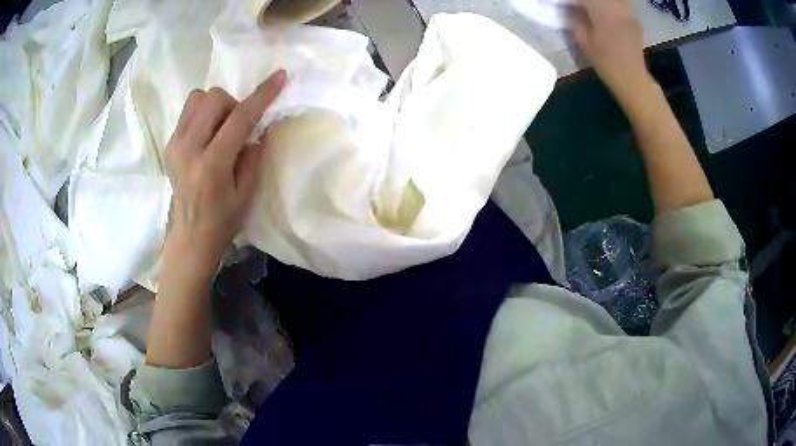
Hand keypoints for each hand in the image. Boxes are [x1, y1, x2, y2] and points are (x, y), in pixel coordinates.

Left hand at [165, 70, 286, 271]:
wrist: (191, 236)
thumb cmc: (223, 219)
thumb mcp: (248, 192)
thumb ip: (254, 155)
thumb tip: (258, 127)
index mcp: (212, 165)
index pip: (239, 118)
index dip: (262, 95)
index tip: (279, 77)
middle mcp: (188, 149)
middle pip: (214, 98)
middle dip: (234, 104)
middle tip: (238, 128)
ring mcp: (175, 145)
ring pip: (198, 98)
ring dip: (216, 106)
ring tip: (221, 129)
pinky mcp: (169, 144)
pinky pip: (188, 111)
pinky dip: (203, 114)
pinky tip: (208, 135)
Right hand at [571, 0, 650, 98]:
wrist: (632, 79)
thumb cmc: (606, 61)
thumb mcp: (583, 41)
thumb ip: (576, 20)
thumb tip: (572, 9)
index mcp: (601, 9)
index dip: (575, 0)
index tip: (570, 4)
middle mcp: (616, 6)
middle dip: (588, 1)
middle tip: (582, 6)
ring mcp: (628, 12)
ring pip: (614, 0)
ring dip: (602, 3)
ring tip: (595, 9)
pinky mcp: (635, 20)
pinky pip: (622, 5)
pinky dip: (614, 7)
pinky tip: (609, 14)